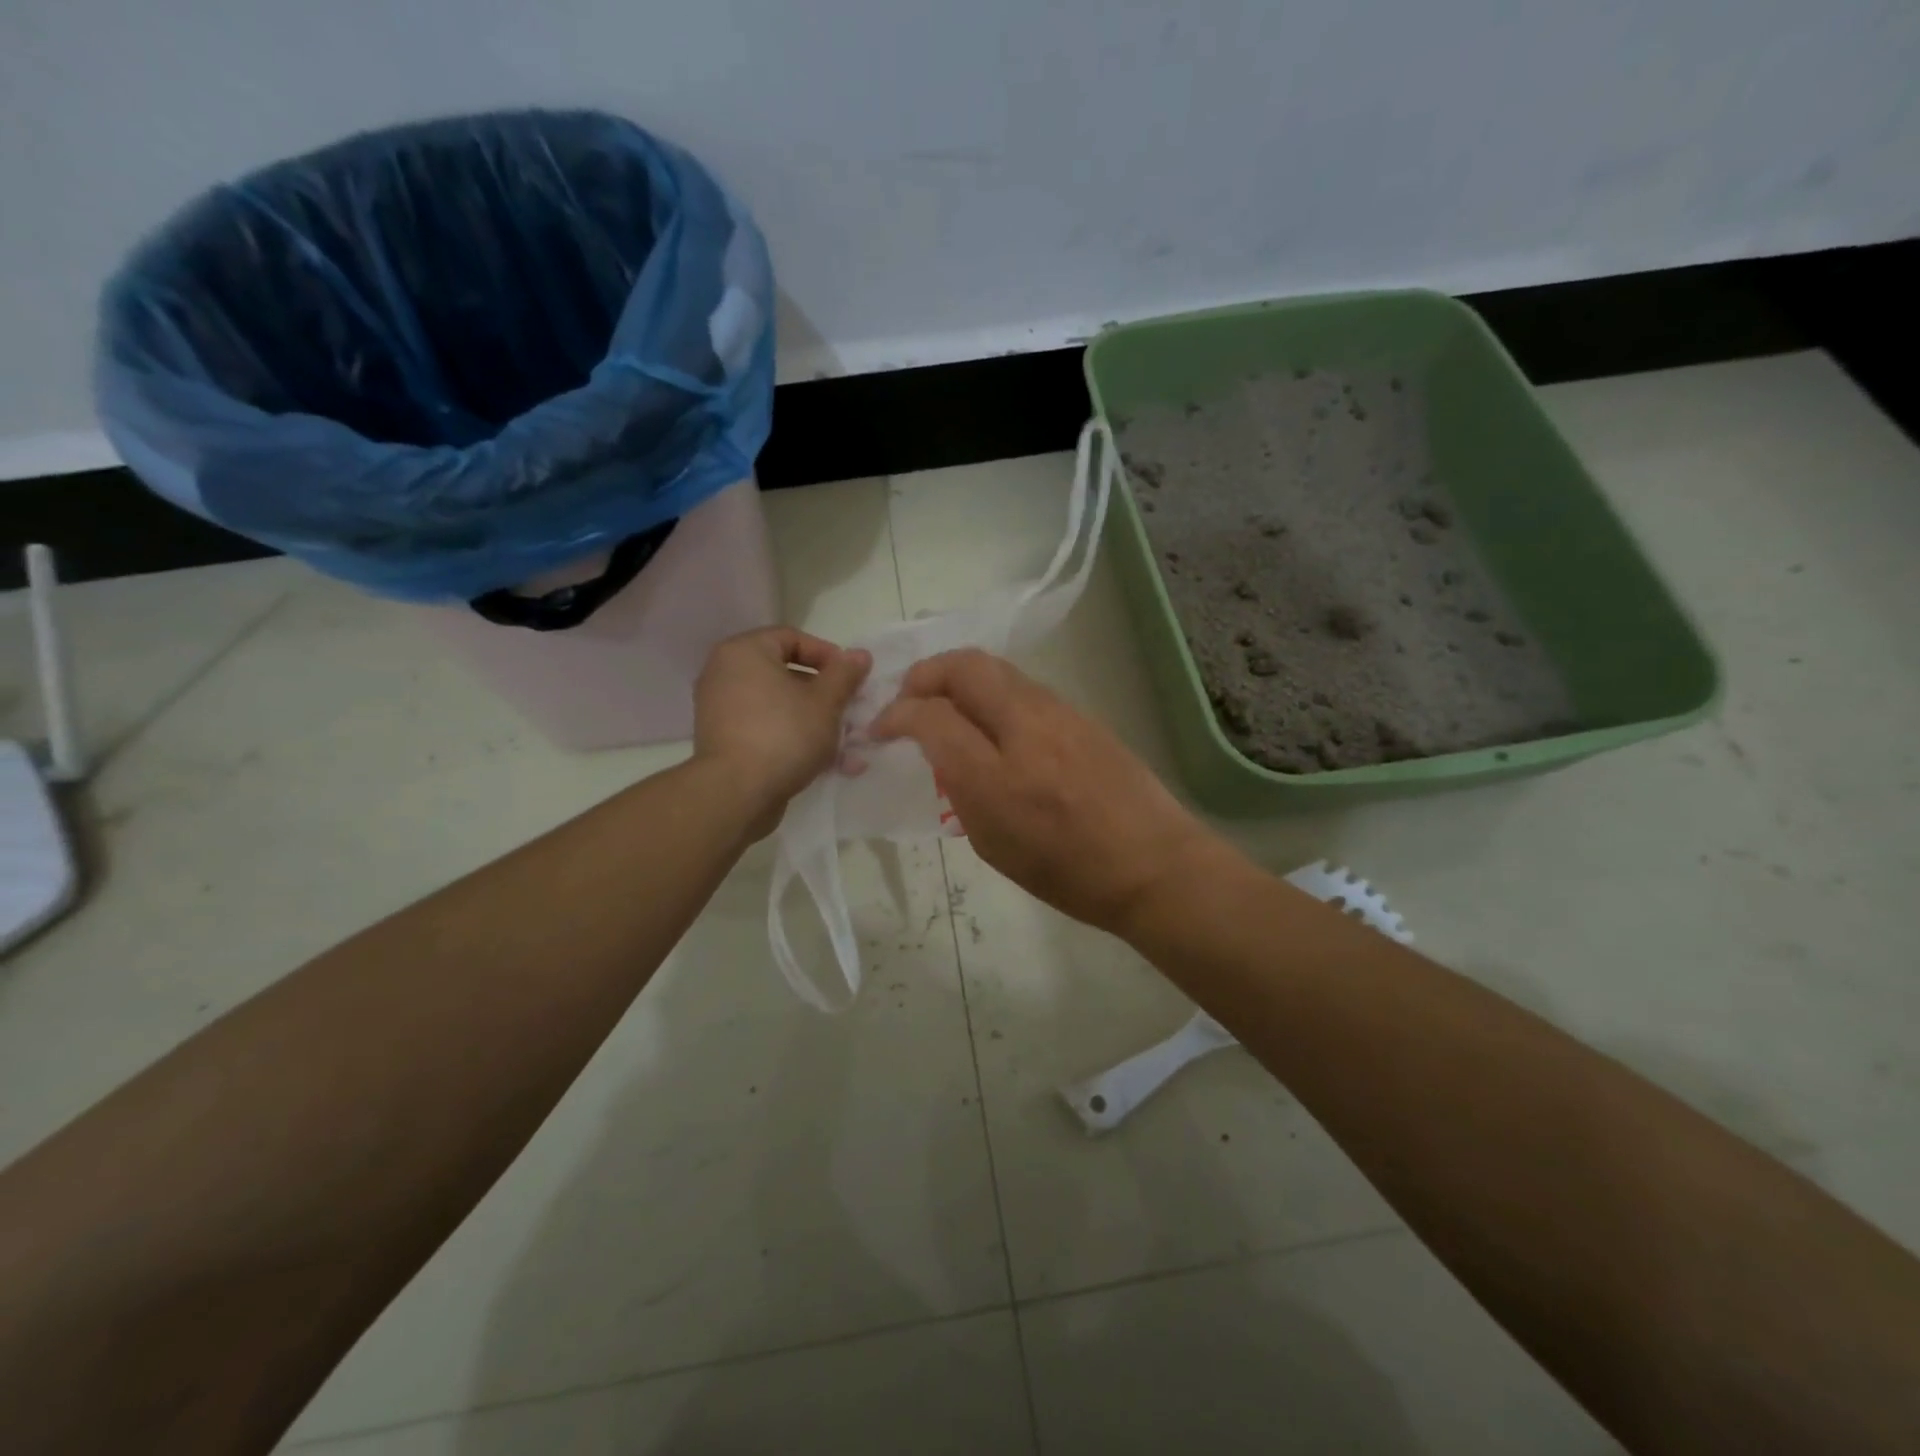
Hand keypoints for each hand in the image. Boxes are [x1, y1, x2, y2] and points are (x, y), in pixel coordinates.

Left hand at [694, 627, 870, 832]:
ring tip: (849, 744)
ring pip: (781, 707)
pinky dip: (796, 740)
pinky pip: (767, 730)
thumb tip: (860, 655)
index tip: (852, 678)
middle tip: (852, 710)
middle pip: (787, 674)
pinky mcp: (726, 743)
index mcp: (745, 652)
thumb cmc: (784, 734)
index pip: (792, 638)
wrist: (736, 794)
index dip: (828, 655)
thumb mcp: (826, 702)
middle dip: (826, 695)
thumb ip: (845, 674)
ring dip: (817, 722)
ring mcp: (722, 711)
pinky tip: (829, 764)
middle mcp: (726, 674)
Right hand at [868, 649, 1220, 935]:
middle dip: (925, 675)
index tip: (882, 729)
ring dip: (959, 678)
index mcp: (997, 778)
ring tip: (947, 705)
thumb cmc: (1069, 875)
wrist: (1154, 865)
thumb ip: (960, 788)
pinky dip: (992, 691)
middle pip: (963, 667)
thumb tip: (941, 749)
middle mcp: (1025, 730)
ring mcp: (1058, 714)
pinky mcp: (1080, 713)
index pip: (931, 716)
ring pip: (995, 668)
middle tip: (910, 700)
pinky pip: (1022, 686)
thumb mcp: (994, 846)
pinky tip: (991, 720)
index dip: (896, 715)